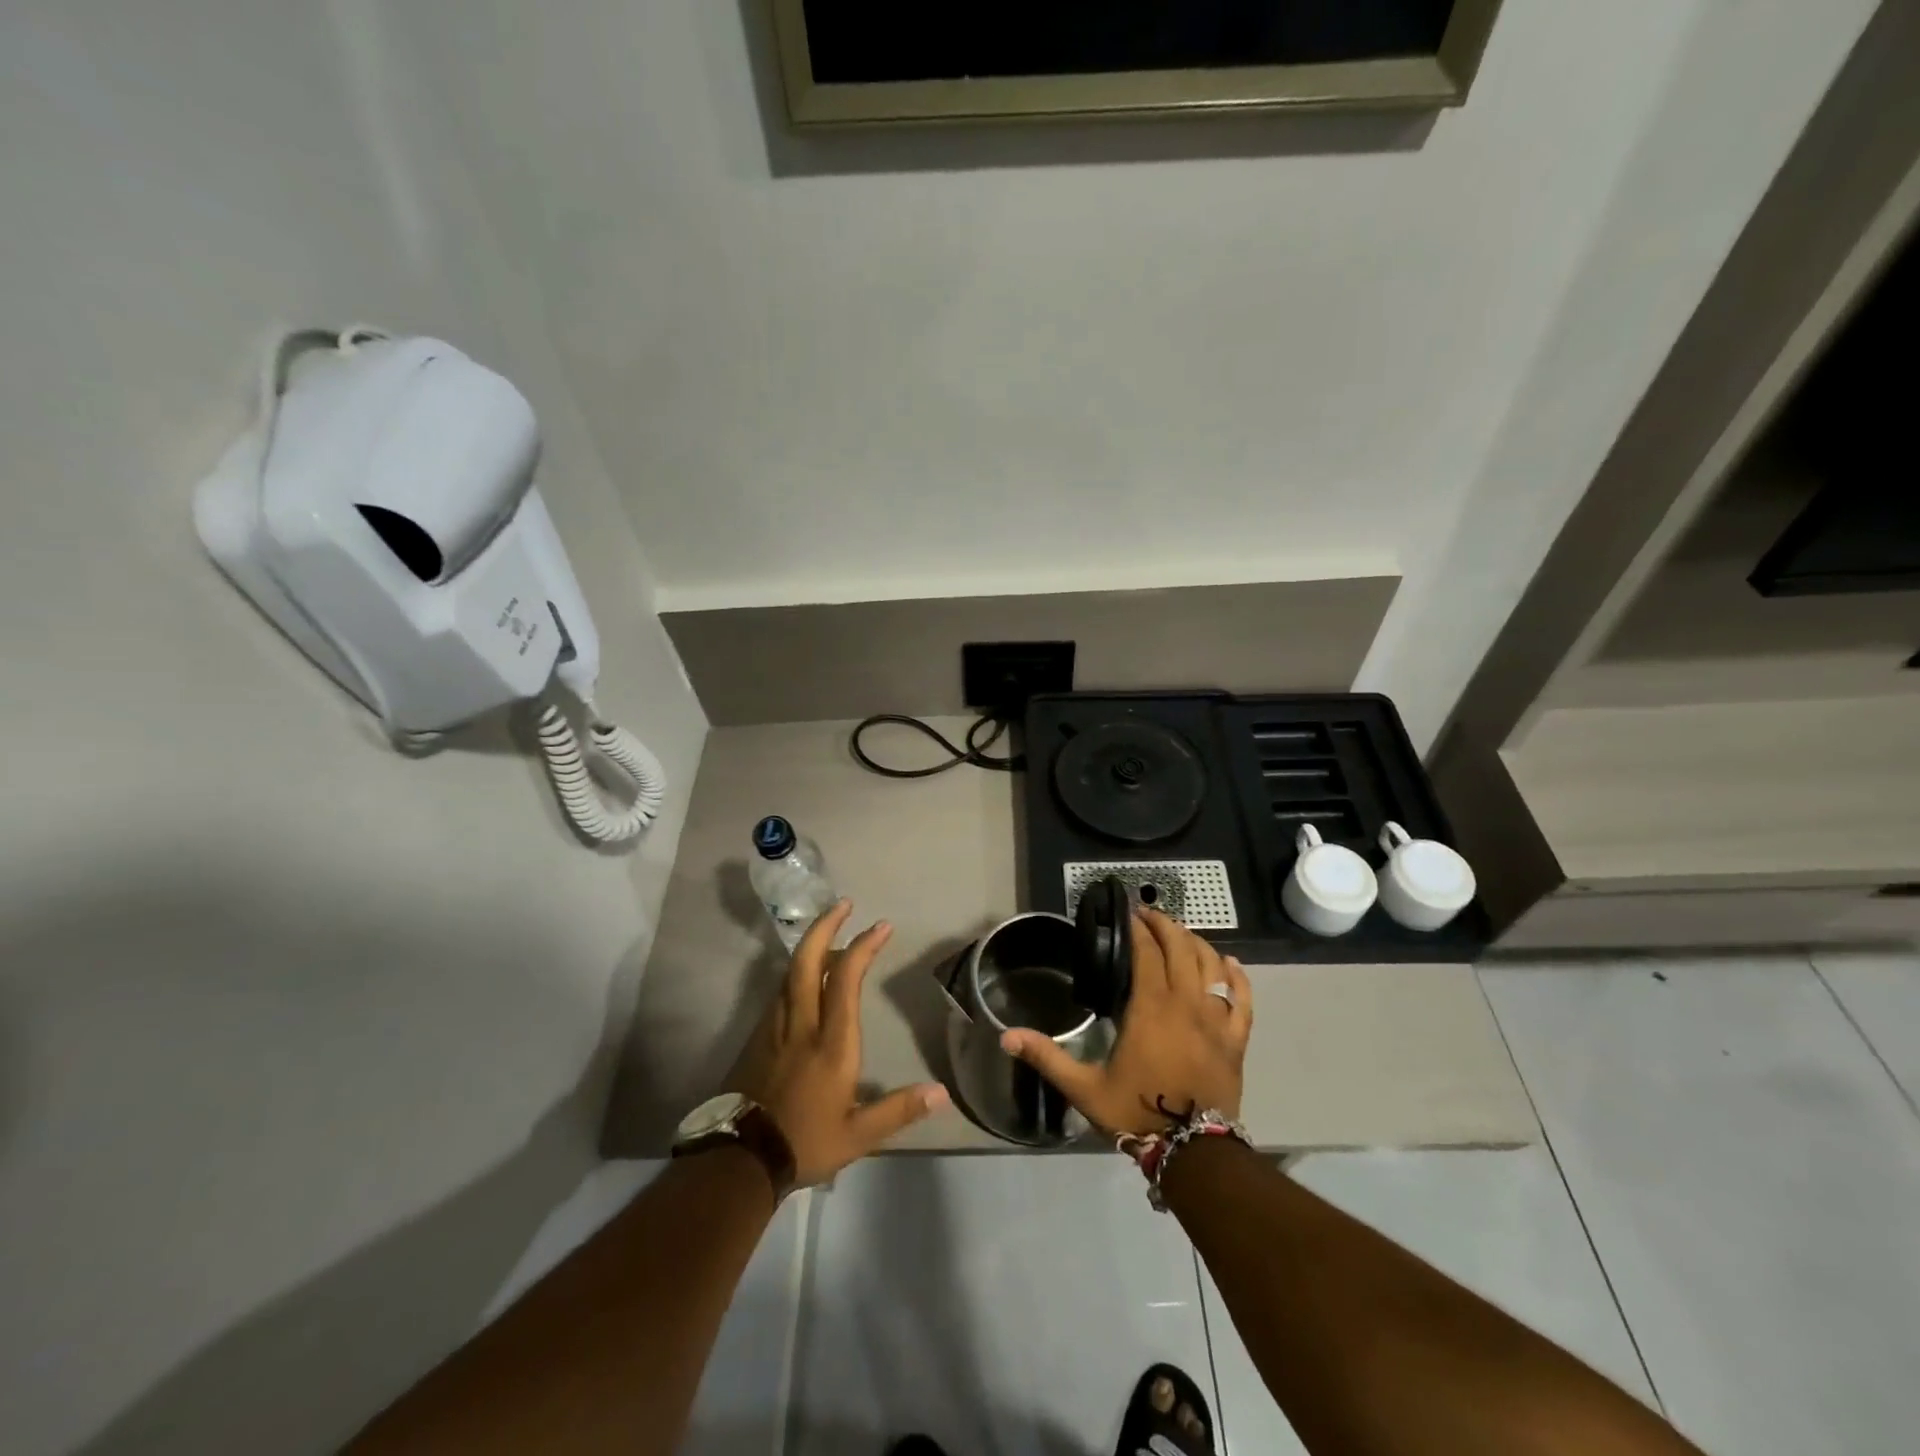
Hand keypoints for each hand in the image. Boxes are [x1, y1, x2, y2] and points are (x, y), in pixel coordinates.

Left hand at [729, 900, 948, 1185]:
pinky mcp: (757, 1038)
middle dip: (826, 927)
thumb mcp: (857, 1135)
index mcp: (831, 1043)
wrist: (740, 1160)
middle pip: (808, 961)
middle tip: (843, 904)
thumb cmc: (804, 1143)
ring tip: (831, 936)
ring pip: (790, 973)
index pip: (845, 979)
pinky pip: (779, 992)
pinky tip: (803, 978)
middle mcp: (801, 1024)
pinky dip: (796, 973)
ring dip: (811, 947)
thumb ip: (898, 1110)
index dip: (863, 946)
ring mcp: (775, 1028)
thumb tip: (941, 1092)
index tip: (881, 926)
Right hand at [1000, 907, 1250, 1137]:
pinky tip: (1229, 962)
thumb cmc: (1137, 1113)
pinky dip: (1237, 976)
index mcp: (1150, 1008)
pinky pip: (1242, 999)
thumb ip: (1046, 1056)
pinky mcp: (1236, 1040)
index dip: (1137, 928)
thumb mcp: (1084, 1088)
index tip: (1126, 912)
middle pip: (1180, 948)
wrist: (1194, 1155)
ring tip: (1179, 932)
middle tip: (1148, 914)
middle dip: (1164, 925)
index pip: (1146, 953)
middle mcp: (1186, 1004)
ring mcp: (1216, 1020)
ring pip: (1211, 965)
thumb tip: (1005, 1036)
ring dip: (1195, 942)